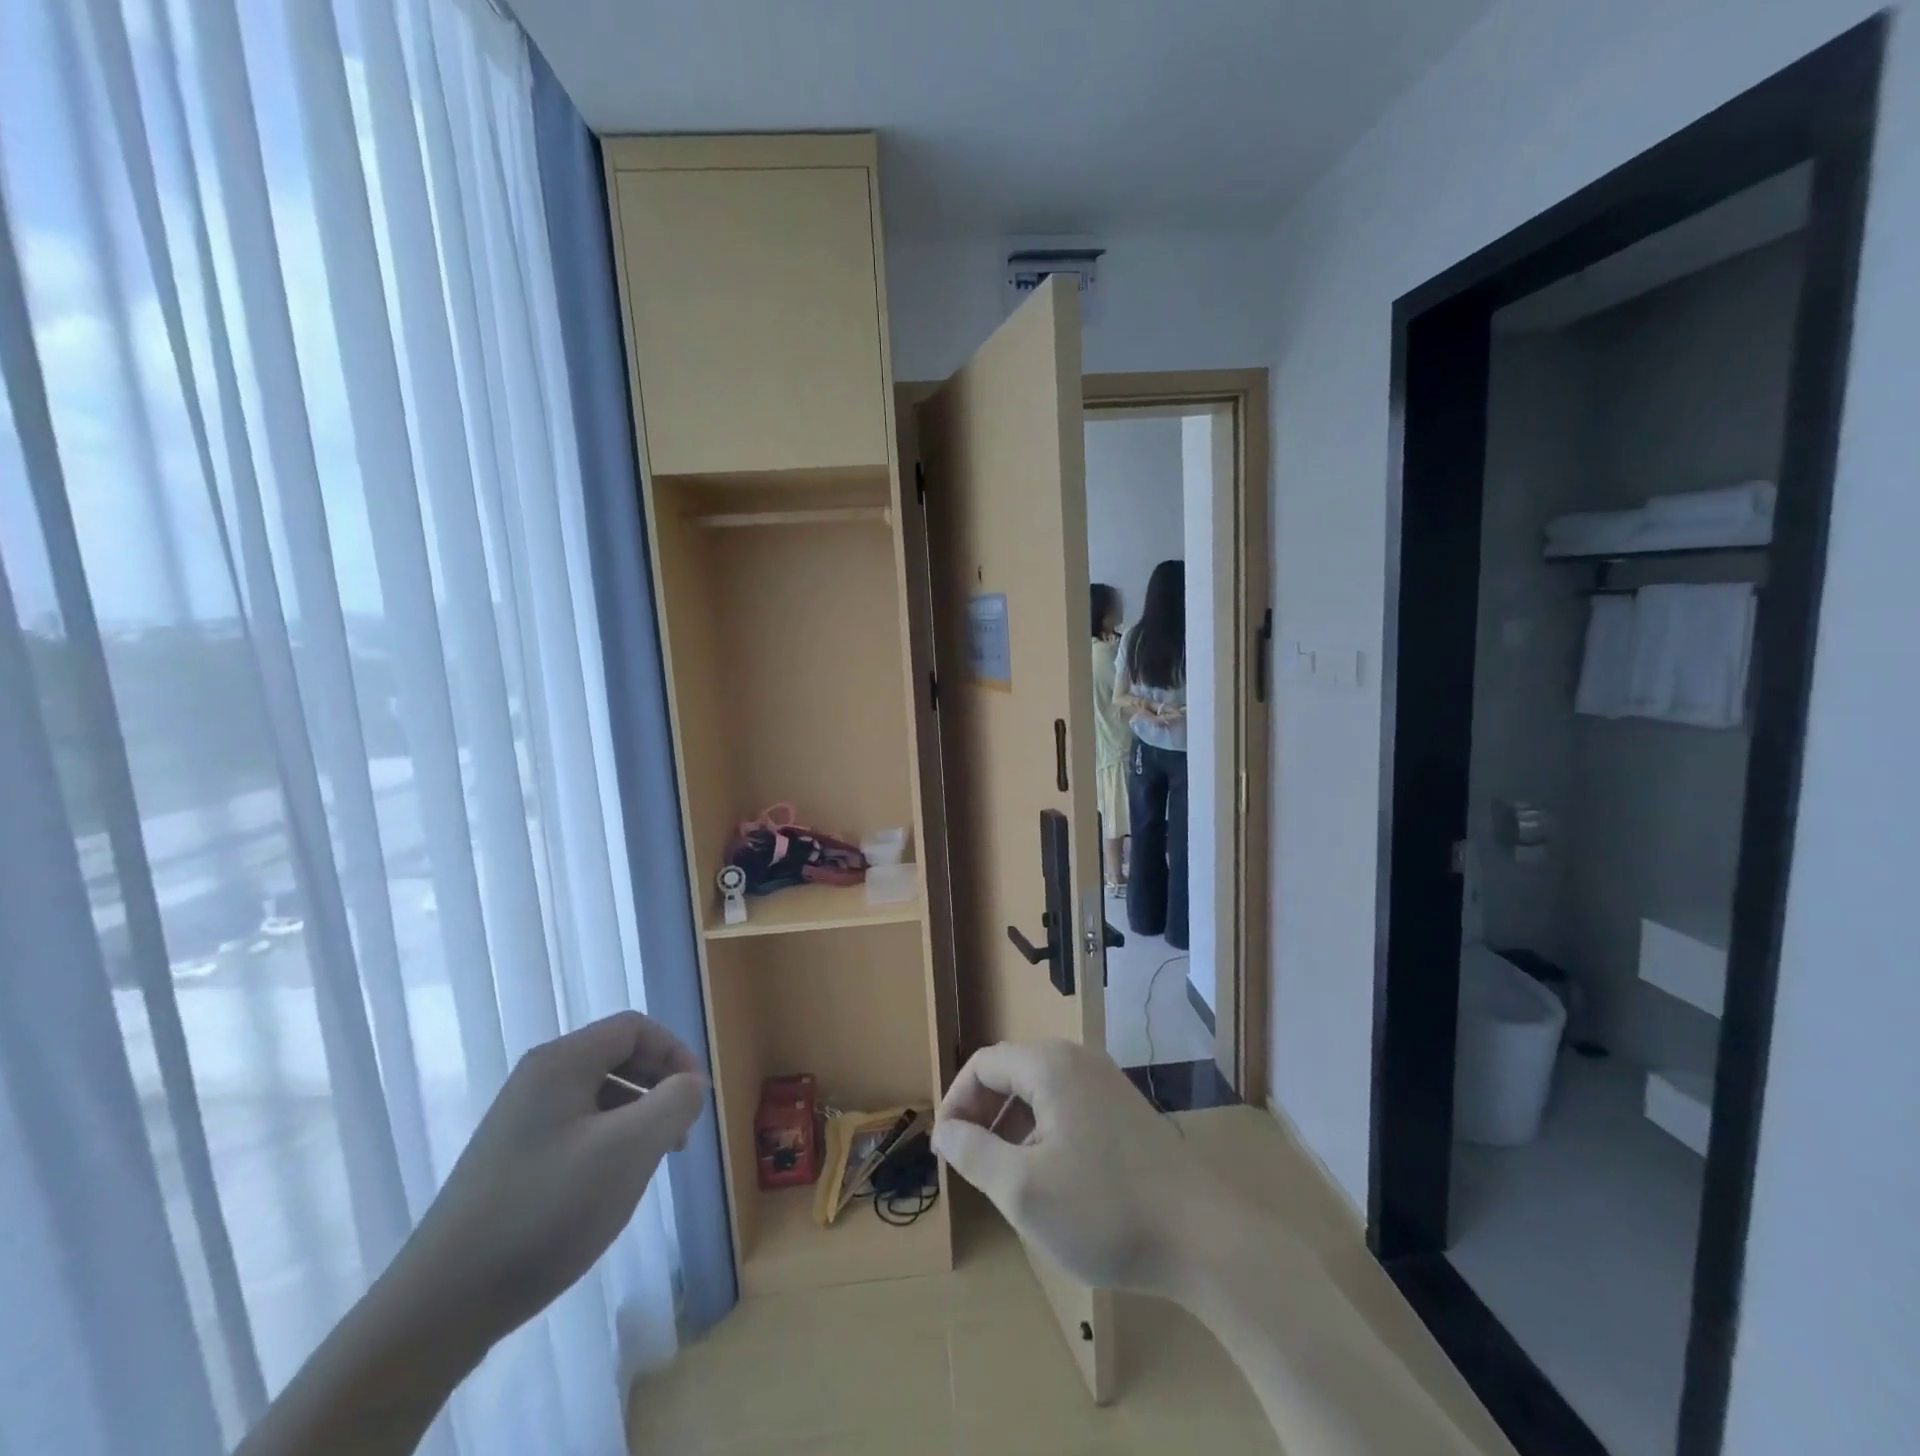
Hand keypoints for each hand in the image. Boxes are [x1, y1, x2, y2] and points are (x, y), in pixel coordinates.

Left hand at [387, 1011, 706, 1353]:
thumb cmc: (547, 1211)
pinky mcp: (512, 1161)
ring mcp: (520, 1122)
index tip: (697, 1100)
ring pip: (600, 1096)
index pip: (635, 1028)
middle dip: (659, 1086)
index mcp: (562, 1062)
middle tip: (682, 1132)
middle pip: (618, 1057)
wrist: (439, 1308)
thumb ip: (675, 1103)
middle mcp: (538, 1080)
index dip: (676, 1053)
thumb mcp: (629, 1151)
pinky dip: (609, 1143)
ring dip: (638, 1117)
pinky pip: (577, 1130)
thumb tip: (692, 1084)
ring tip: (654, 1162)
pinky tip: (612, 1186)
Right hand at [932, 1039, 1233, 1301]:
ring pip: (1039, 1089)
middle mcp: (1077, 1059)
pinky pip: (1066, 1103)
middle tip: (968, 1162)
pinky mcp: (1123, 1107)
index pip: (983, 1065)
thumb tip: (945, 1132)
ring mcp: (1105, 1081)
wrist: (1202, 1237)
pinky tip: (1048, 1174)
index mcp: (1050, 1065)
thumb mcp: (1023, 1190)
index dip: (955, 1103)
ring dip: (1010, 1123)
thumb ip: (973, 1154)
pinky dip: (1042, 1129)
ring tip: (1003, 1173)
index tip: (944, 1150)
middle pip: (1011, 1071)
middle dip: (982, 1113)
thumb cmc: (1104, 1211)